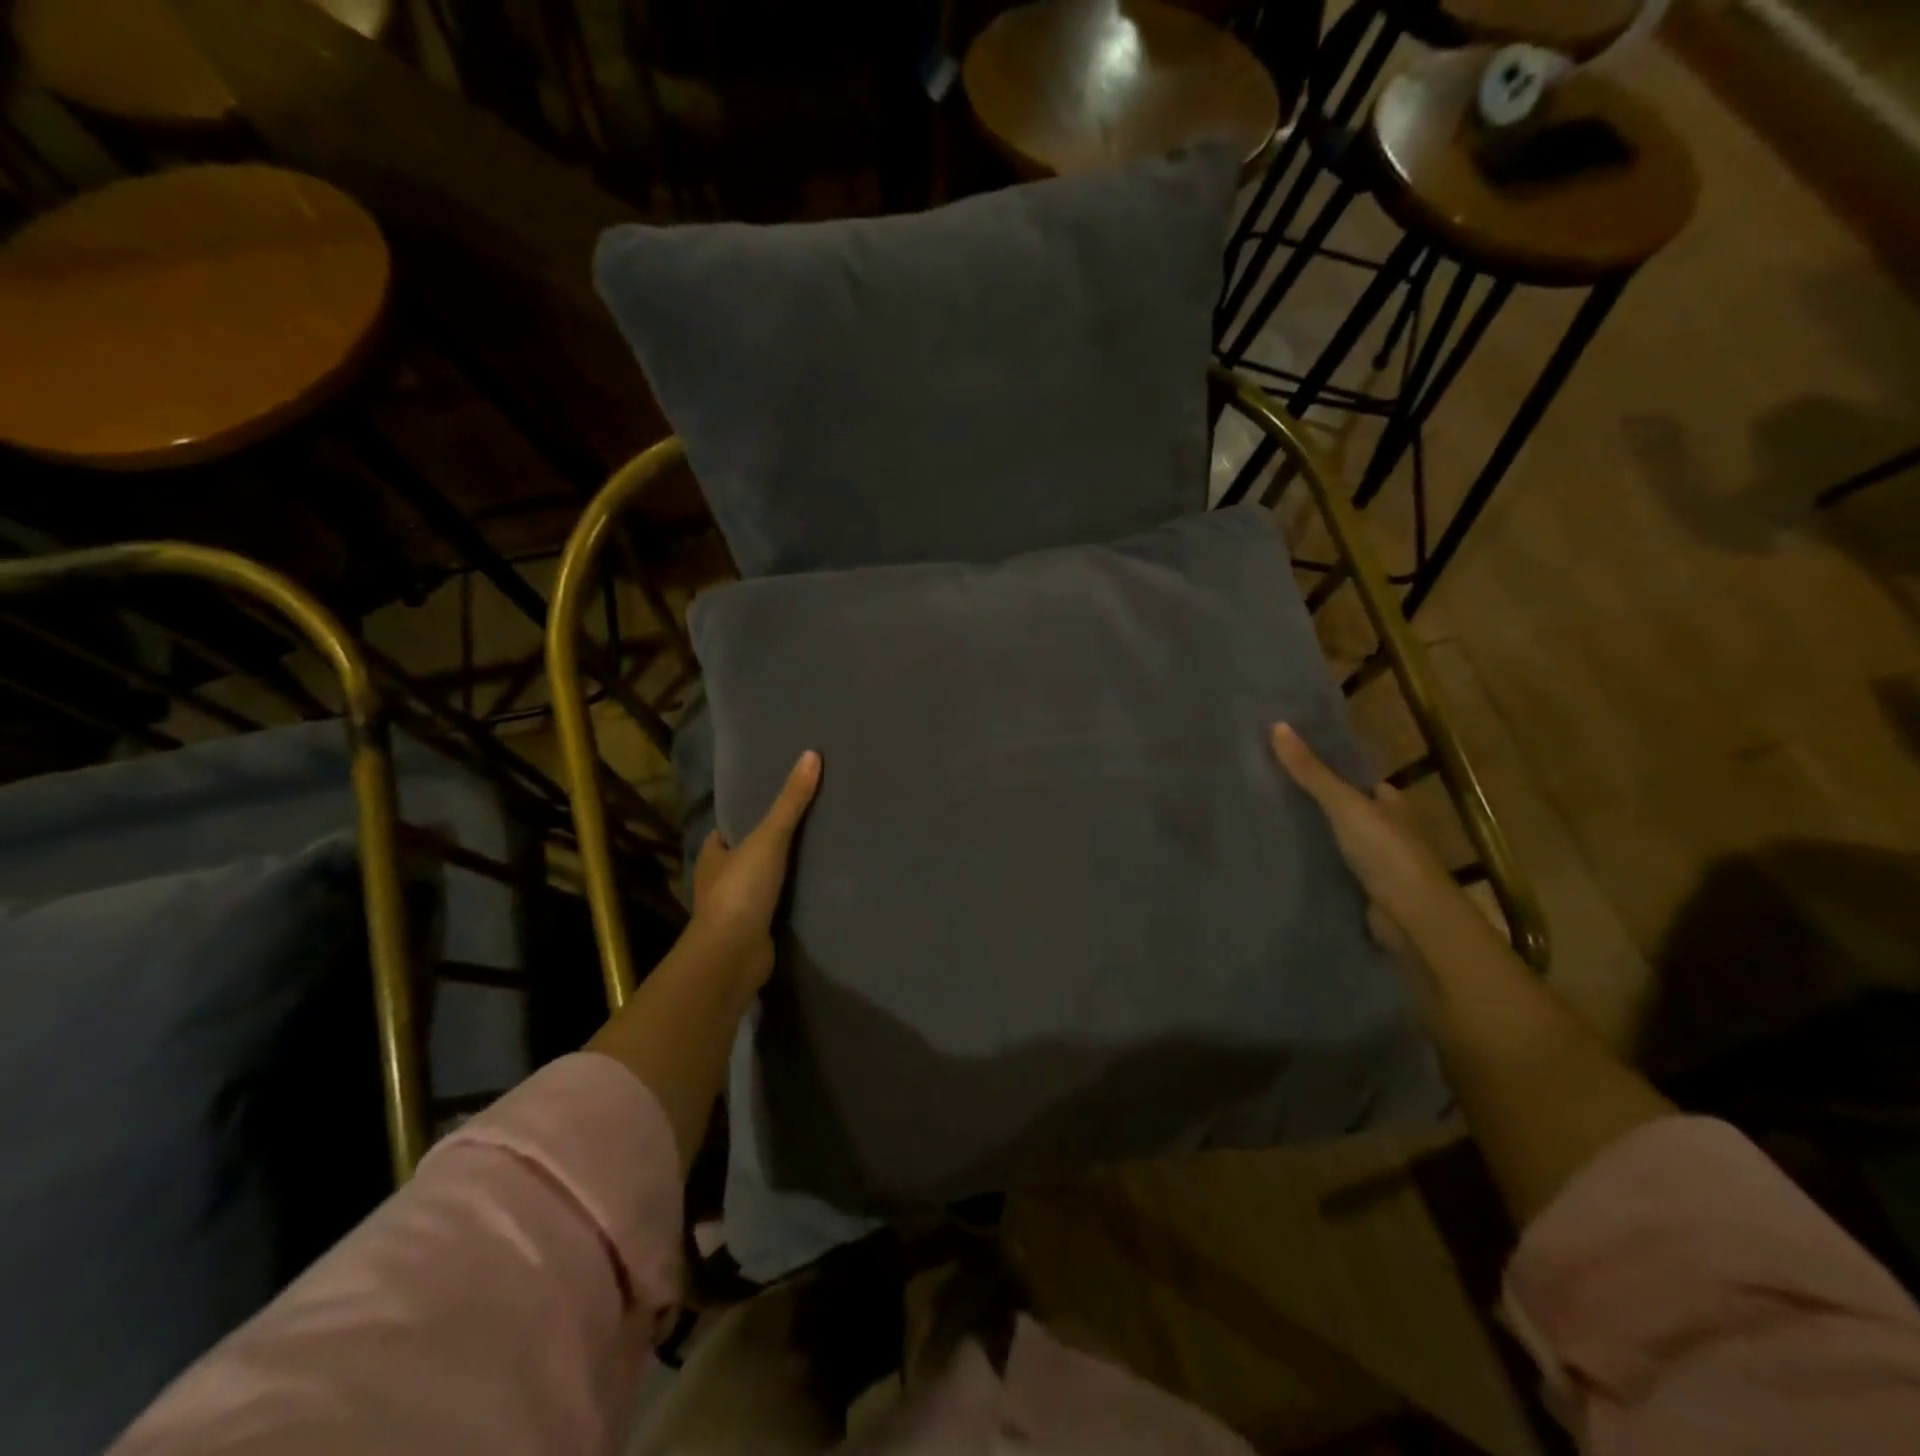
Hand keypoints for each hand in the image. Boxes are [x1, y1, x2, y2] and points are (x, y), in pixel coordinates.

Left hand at [689, 749, 821, 981]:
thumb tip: (812, 754)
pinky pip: (773, 910)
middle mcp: (718, 882)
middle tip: (803, 828)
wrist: (732, 956)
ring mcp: (735, 911)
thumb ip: (791, 801)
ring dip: (778, 877)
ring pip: (758, 885)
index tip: (771, 806)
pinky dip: (787, 903)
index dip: (744, 819)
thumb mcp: (768, 839)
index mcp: (712, 857)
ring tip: (814, 858)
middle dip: (765, 847)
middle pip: (743, 857)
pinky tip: (812, 894)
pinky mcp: (753, 934)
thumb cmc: (741, 891)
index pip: (726, 832)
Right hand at [1270, 722, 1457, 952]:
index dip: (1326, 767)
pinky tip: (1281, 857)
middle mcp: (1386, 829)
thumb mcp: (1344, 804)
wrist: (1412, 918)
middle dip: (1312, 802)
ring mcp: (1375, 862)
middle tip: (1264, 790)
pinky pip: (1330, 868)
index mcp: (1390, 802)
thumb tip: (1276, 726)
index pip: (1356, 778)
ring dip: (1310, 834)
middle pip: (1344, 808)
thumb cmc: (1386, 852)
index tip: (1286, 760)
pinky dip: (1311, 863)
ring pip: (1335, 839)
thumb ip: (1311, 771)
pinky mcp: (1362, 889)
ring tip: (1263, 821)